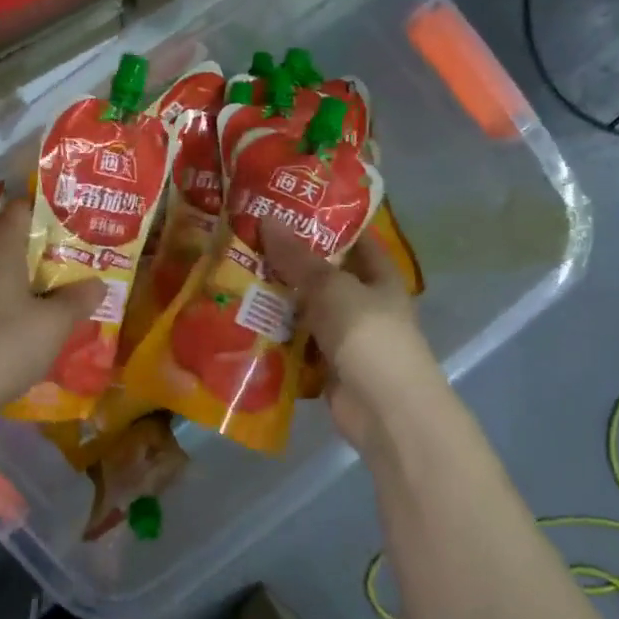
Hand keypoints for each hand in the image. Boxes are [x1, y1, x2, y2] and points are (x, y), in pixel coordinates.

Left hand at [0, 198, 105, 431]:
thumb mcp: (54, 324)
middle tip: (73, 265)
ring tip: (51, 296)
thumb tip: (97, 283)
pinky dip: (0, 301)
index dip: (49, 213)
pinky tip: (19, 324)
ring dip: (19, 279)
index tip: (76, 229)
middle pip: (7, 239)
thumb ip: (78, 299)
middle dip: (40, 250)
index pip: (22, 208)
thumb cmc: (3, 346)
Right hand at [261, 222, 445, 452]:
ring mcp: (345, 336)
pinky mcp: (326, 367)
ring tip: (233, 277)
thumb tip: (266, 218)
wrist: (385, 410)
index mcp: (379, 276)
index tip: (284, 208)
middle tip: (245, 241)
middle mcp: (363, 303)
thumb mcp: (331, 287)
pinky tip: (241, 323)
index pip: (353, 238)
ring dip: (276, 301)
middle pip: (322, 275)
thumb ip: (297, 257)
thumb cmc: (368, 336)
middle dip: (287, 262)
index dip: (324, 222)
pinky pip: (296, 345)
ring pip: (305, 310)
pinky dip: (274, 337)